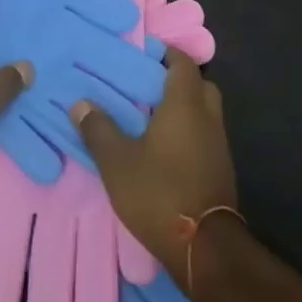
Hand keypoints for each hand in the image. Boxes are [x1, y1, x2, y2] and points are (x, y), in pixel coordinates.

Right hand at [71, 48, 238, 281]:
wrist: (204, 247)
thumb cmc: (158, 192)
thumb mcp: (117, 162)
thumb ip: (98, 130)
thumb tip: (80, 104)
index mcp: (186, 106)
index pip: (183, 64)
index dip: (167, 54)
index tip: (144, 54)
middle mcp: (208, 118)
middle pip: (200, 85)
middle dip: (178, 81)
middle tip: (147, 87)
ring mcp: (219, 146)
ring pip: (205, 113)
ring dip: (184, 109)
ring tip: (150, 118)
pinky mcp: (221, 170)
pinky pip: (206, 136)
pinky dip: (189, 133)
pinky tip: (165, 149)